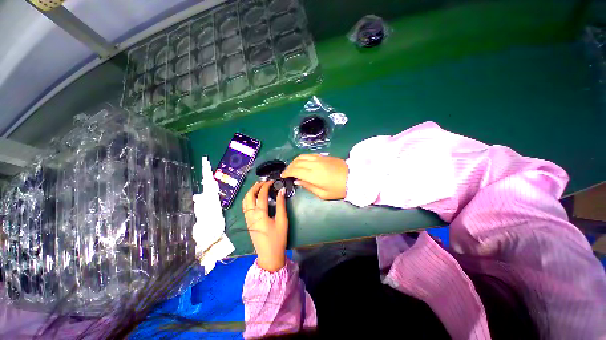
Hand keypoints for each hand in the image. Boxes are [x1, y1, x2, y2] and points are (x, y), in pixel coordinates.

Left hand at [242, 181, 287, 271]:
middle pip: (249, 196)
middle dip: (255, 186)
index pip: (261, 195)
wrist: (269, 256)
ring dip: (250, 192)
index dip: (266, 186)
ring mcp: (247, 219)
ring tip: (258, 187)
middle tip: (264, 182)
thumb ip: (281, 204)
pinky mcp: (248, 222)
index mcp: (260, 214)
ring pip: (245, 201)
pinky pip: (245, 207)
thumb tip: (282, 191)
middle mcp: (251, 215)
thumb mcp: (282, 220)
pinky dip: (249, 199)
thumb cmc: (278, 238)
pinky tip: (254, 198)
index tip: (272, 181)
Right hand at [281, 154, 347, 199]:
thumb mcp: (323, 194)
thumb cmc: (338, 188)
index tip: (283, 176)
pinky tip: (302, 162)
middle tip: (286, 172)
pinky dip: (302, 158)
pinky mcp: (323, 156)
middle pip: (296, 162)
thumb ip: (308, 186)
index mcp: (313, 175)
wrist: (353, 177)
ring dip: (294, 161)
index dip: (287, 172)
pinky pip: (309, 154)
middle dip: (289, 167)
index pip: (295, 170)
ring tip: (292, 167)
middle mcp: (314, 164)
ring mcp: (319, 158)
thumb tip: (298, 181)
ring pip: (301, 156)